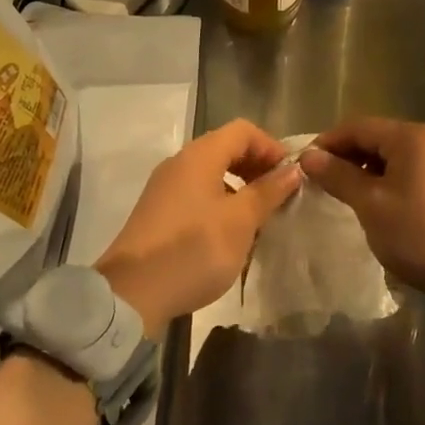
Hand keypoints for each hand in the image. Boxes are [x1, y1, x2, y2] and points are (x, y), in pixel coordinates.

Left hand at [96, 119, 302, 336]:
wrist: (132, 293)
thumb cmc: (193, 249)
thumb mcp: (240, 222)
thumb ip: (267, 192)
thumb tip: (292, 170)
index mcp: (200, 155)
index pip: (243, 131)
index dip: (271, 147)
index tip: (290, 176)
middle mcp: (180, 163)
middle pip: (226, 149)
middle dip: (257, 167)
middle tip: (279, 197)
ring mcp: (165, 188)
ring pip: (212, 174)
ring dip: (240, 188)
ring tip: (260, 218)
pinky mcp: (159, 212)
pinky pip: (197, 195)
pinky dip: (220, 203)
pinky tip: (230, 235)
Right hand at [300, 118, 424, 329]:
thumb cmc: (421, 235)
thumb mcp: (371, 205)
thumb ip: (338, 176)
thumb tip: (309, 156)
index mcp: (411, 136)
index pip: (357, 126)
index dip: (327, 143)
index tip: (304, 166)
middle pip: (376, 137)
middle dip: (345, 156)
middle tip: (320, 182)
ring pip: (392, 155)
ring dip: (365, 170)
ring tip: (344, 195)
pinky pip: (409, 170)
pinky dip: (387, 180)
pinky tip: (376, 203)